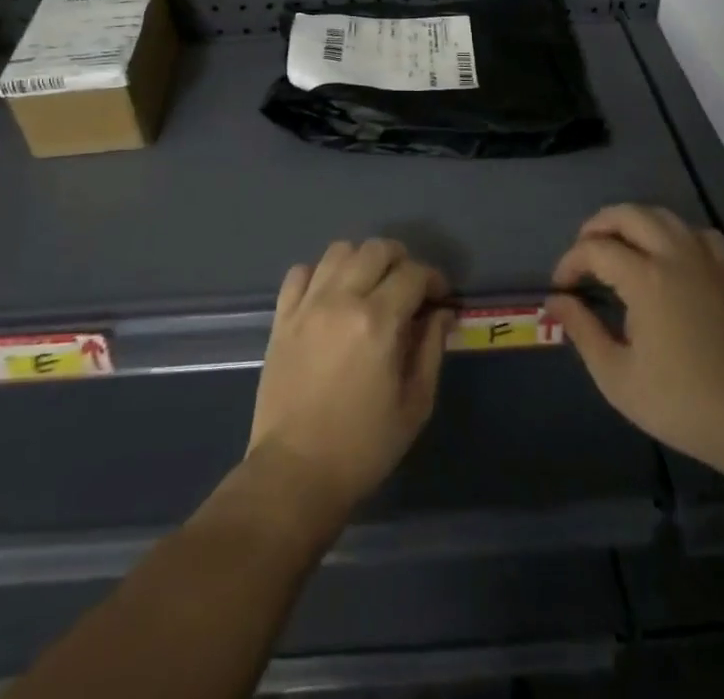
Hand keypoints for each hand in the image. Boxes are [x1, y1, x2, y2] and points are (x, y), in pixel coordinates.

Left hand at [247, 239, 454, 520]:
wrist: (295, 473)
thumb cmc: (363, 446)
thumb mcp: (414, 404)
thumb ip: (431, 349)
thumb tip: (442, 313)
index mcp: (378, 321)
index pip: (413, 273)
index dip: (434, 279)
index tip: (440, 297)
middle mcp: (341, 300)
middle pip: (376, 249)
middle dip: (401, 260)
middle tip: (409, 287)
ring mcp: (307, 305)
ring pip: (338, 250)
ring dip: (362, 260)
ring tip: (370, 285)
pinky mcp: (282, 317)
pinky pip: (300, 272)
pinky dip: (320, 274)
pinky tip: (330, 296)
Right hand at [546, 204, 723, 469]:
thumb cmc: (681, 403)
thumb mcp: (617, 376)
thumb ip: (582, 331)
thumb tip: (555, 301)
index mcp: (646, 279)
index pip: (596, 249)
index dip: (571, 262)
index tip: (561, 287)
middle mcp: (675, 258)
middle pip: (629, 215)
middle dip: (597, 226)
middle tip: (582, 253)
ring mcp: (705, 263)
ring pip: (664, 216)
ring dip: (633, 222)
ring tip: (617, 245)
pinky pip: (699, 234)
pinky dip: (677, 233)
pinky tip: (668, 254)